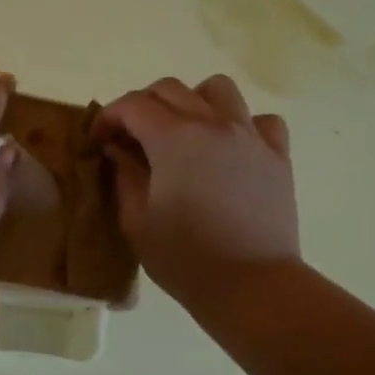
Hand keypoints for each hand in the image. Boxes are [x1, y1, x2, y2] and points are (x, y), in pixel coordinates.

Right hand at [92, 74, 298, 305]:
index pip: (133, 105)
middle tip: (129, 139)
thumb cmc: (185, 258)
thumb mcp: (137, 221)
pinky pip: (260, 120)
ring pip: (218, 90)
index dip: (108, 118)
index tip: (97, 142)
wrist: (251, 285)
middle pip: (171, 89)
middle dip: (141, 106)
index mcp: (175, 138)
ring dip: (192, 102)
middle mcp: (214, 124)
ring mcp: (250, 136)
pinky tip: (228, 149)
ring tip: (182, 134)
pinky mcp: (277, 156)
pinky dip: (240, 124)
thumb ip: (124, 175)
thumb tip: (118, 150)